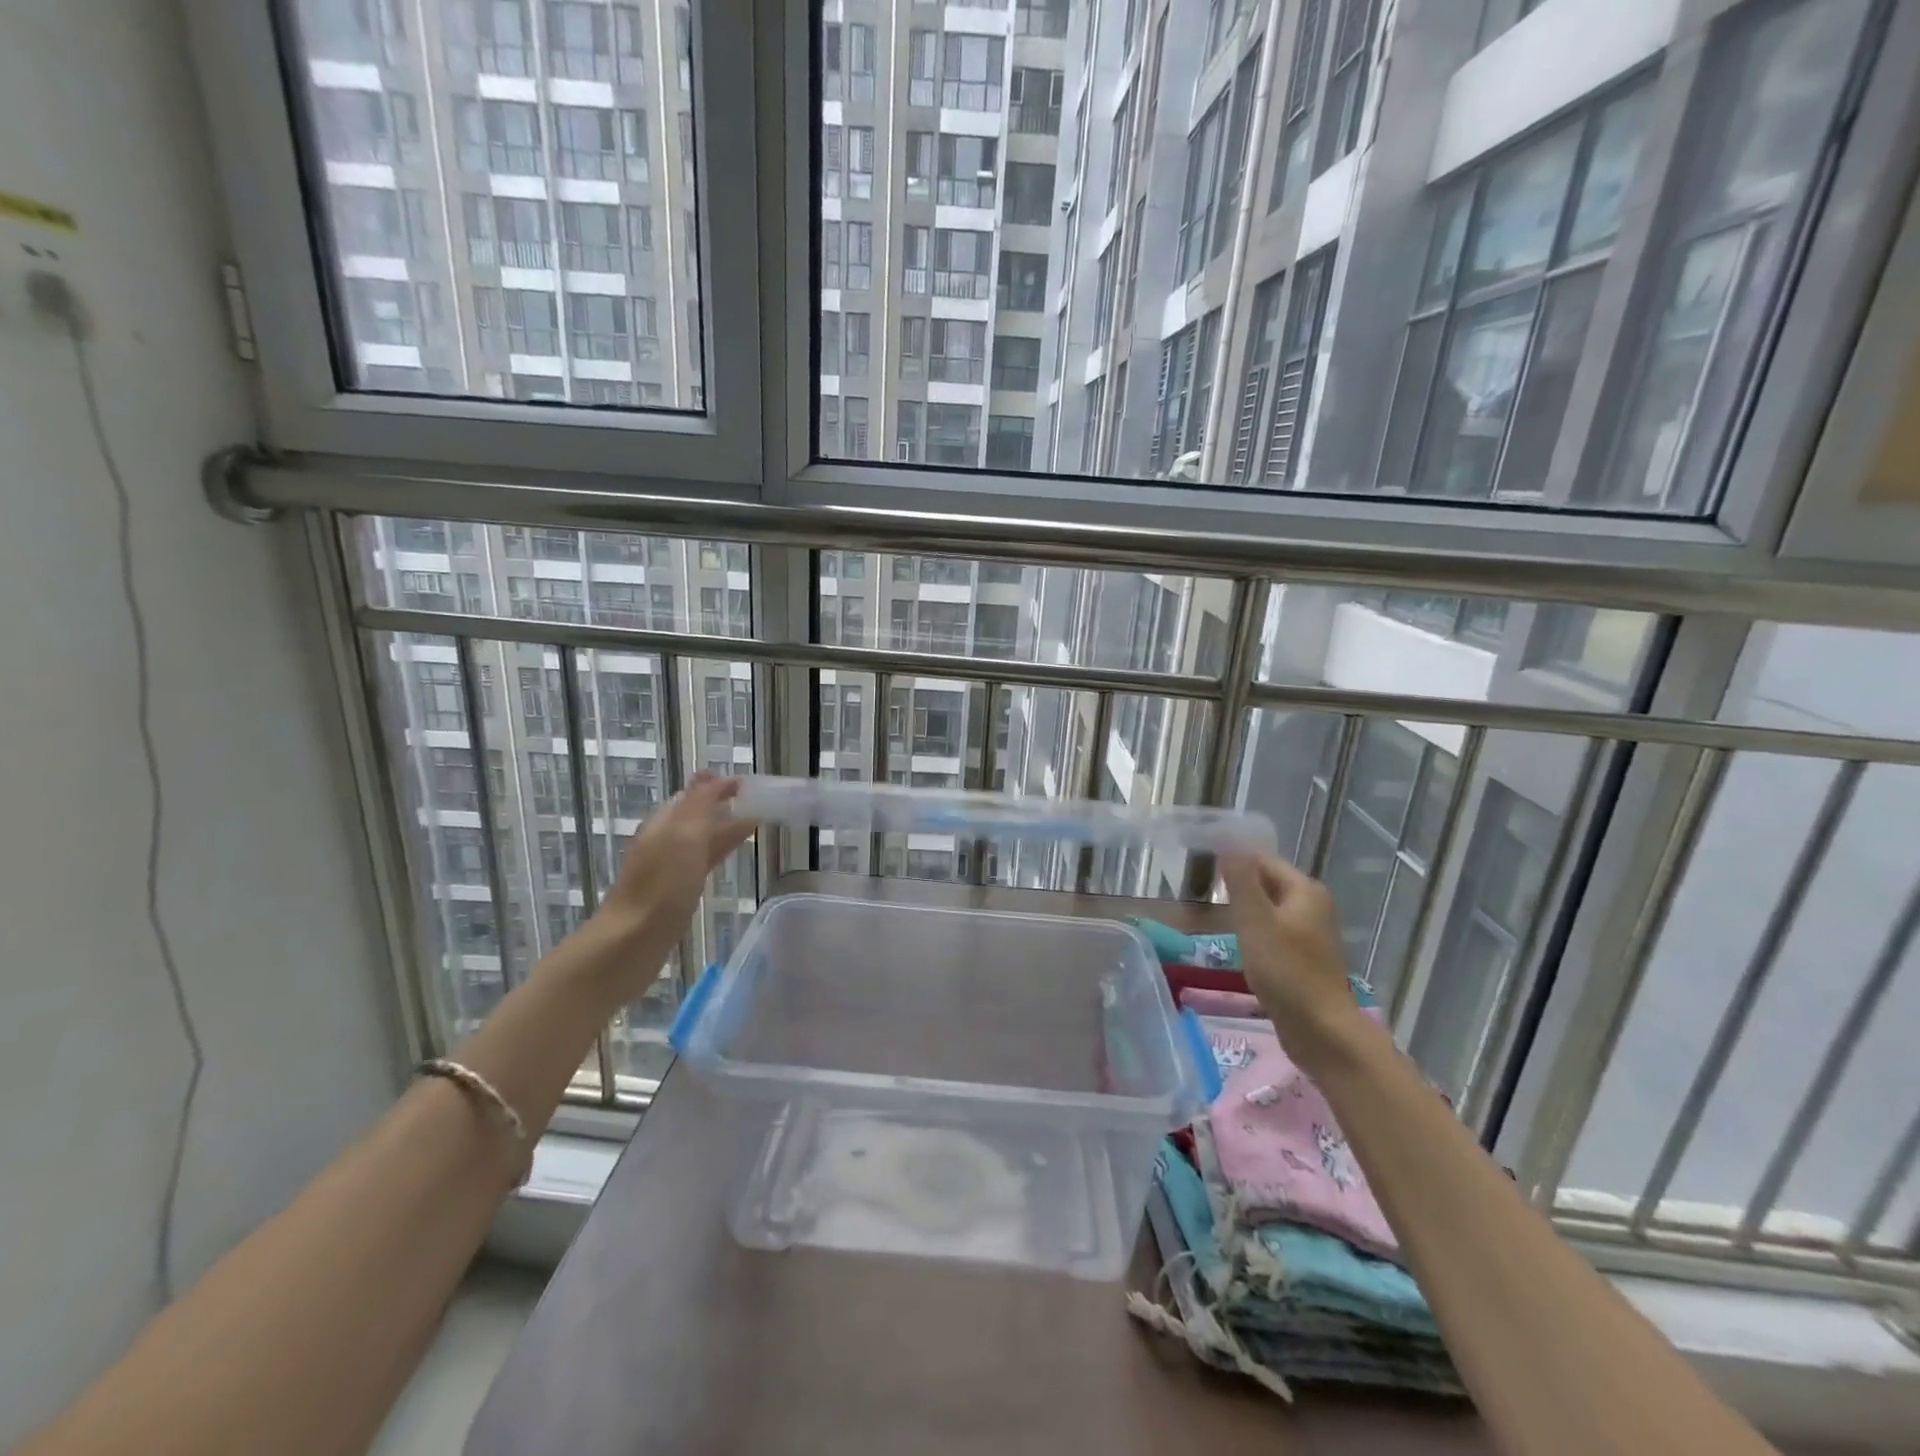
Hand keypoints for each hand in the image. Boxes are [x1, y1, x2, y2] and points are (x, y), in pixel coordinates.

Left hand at [598, 773, 757, 934]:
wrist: (633, 940)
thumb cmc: (662, 885)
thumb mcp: (684, 835)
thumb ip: (699, 804)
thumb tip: (710, 774)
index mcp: (664, 822)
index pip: (694, 794)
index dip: (719, 786)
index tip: (750, 785)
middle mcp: (664, 840)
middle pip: (697, 815)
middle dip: (724, 805)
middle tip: (758, 803)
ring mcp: (668, 867)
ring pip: (701, 839)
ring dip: (724, 828)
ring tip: (753, 824)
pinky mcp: (675, 891)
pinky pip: (701, 861)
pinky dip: (718, 851)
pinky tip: (728, 857)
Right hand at [1220, 851, 1363, 1066]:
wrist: (1321, 1031)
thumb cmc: (1286, 971)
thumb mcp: (1256, 921)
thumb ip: (1241, 879)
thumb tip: (1228, 839)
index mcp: (1305, 890)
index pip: (1262, 860)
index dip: (1233, 860)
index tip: (1199, 866)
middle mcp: (1312, 905)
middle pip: (1267, 882)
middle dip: (1236, 885)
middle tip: (1199, 891)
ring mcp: (1310, 933)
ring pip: (1268, 908)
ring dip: (1243, 910)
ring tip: (1210, 915)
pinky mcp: (1303, 957)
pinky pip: (1273, 931)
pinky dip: (1253, 931)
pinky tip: (1235, 943)